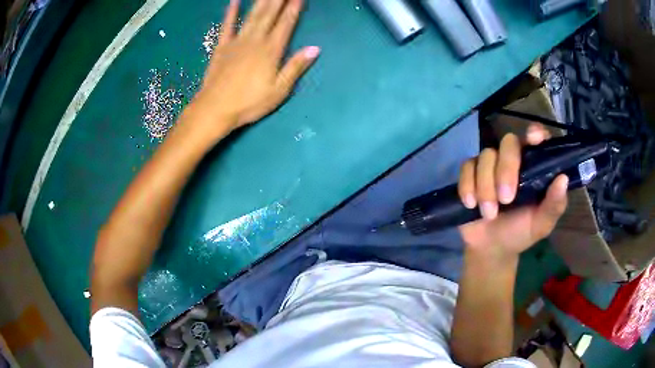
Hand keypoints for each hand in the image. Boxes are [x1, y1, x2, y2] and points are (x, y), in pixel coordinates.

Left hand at [189, 0, 319, 132]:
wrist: (214, 109)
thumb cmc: (249, 103)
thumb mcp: (279, 90)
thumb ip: (295, 67)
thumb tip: (315, 48)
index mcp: (271, 51)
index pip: (286, 23)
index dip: (294, 8)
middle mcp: (255, 40)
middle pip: (269, 14)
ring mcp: (237, 42)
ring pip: (252, 15)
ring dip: (261, 1)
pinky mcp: (221, 47)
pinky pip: (227, 26)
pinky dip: (230, 12)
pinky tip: (234, 1)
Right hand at [457, 124, 568, 256]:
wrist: (492, 248)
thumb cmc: (521, 232)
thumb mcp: (541, 224)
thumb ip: (554, 205)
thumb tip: (563, 179)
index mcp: (534, 166)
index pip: (536, 138)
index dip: (535, 133)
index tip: (533, 138)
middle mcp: (513, 159)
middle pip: (508, 143)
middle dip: (506, 170)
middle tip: (506, 200)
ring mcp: (491, 164)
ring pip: (486, 156)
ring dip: (486, 186)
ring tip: (489, 214)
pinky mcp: (471, 173)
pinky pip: (466, 167)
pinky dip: (467, 186)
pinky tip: (471, 204)